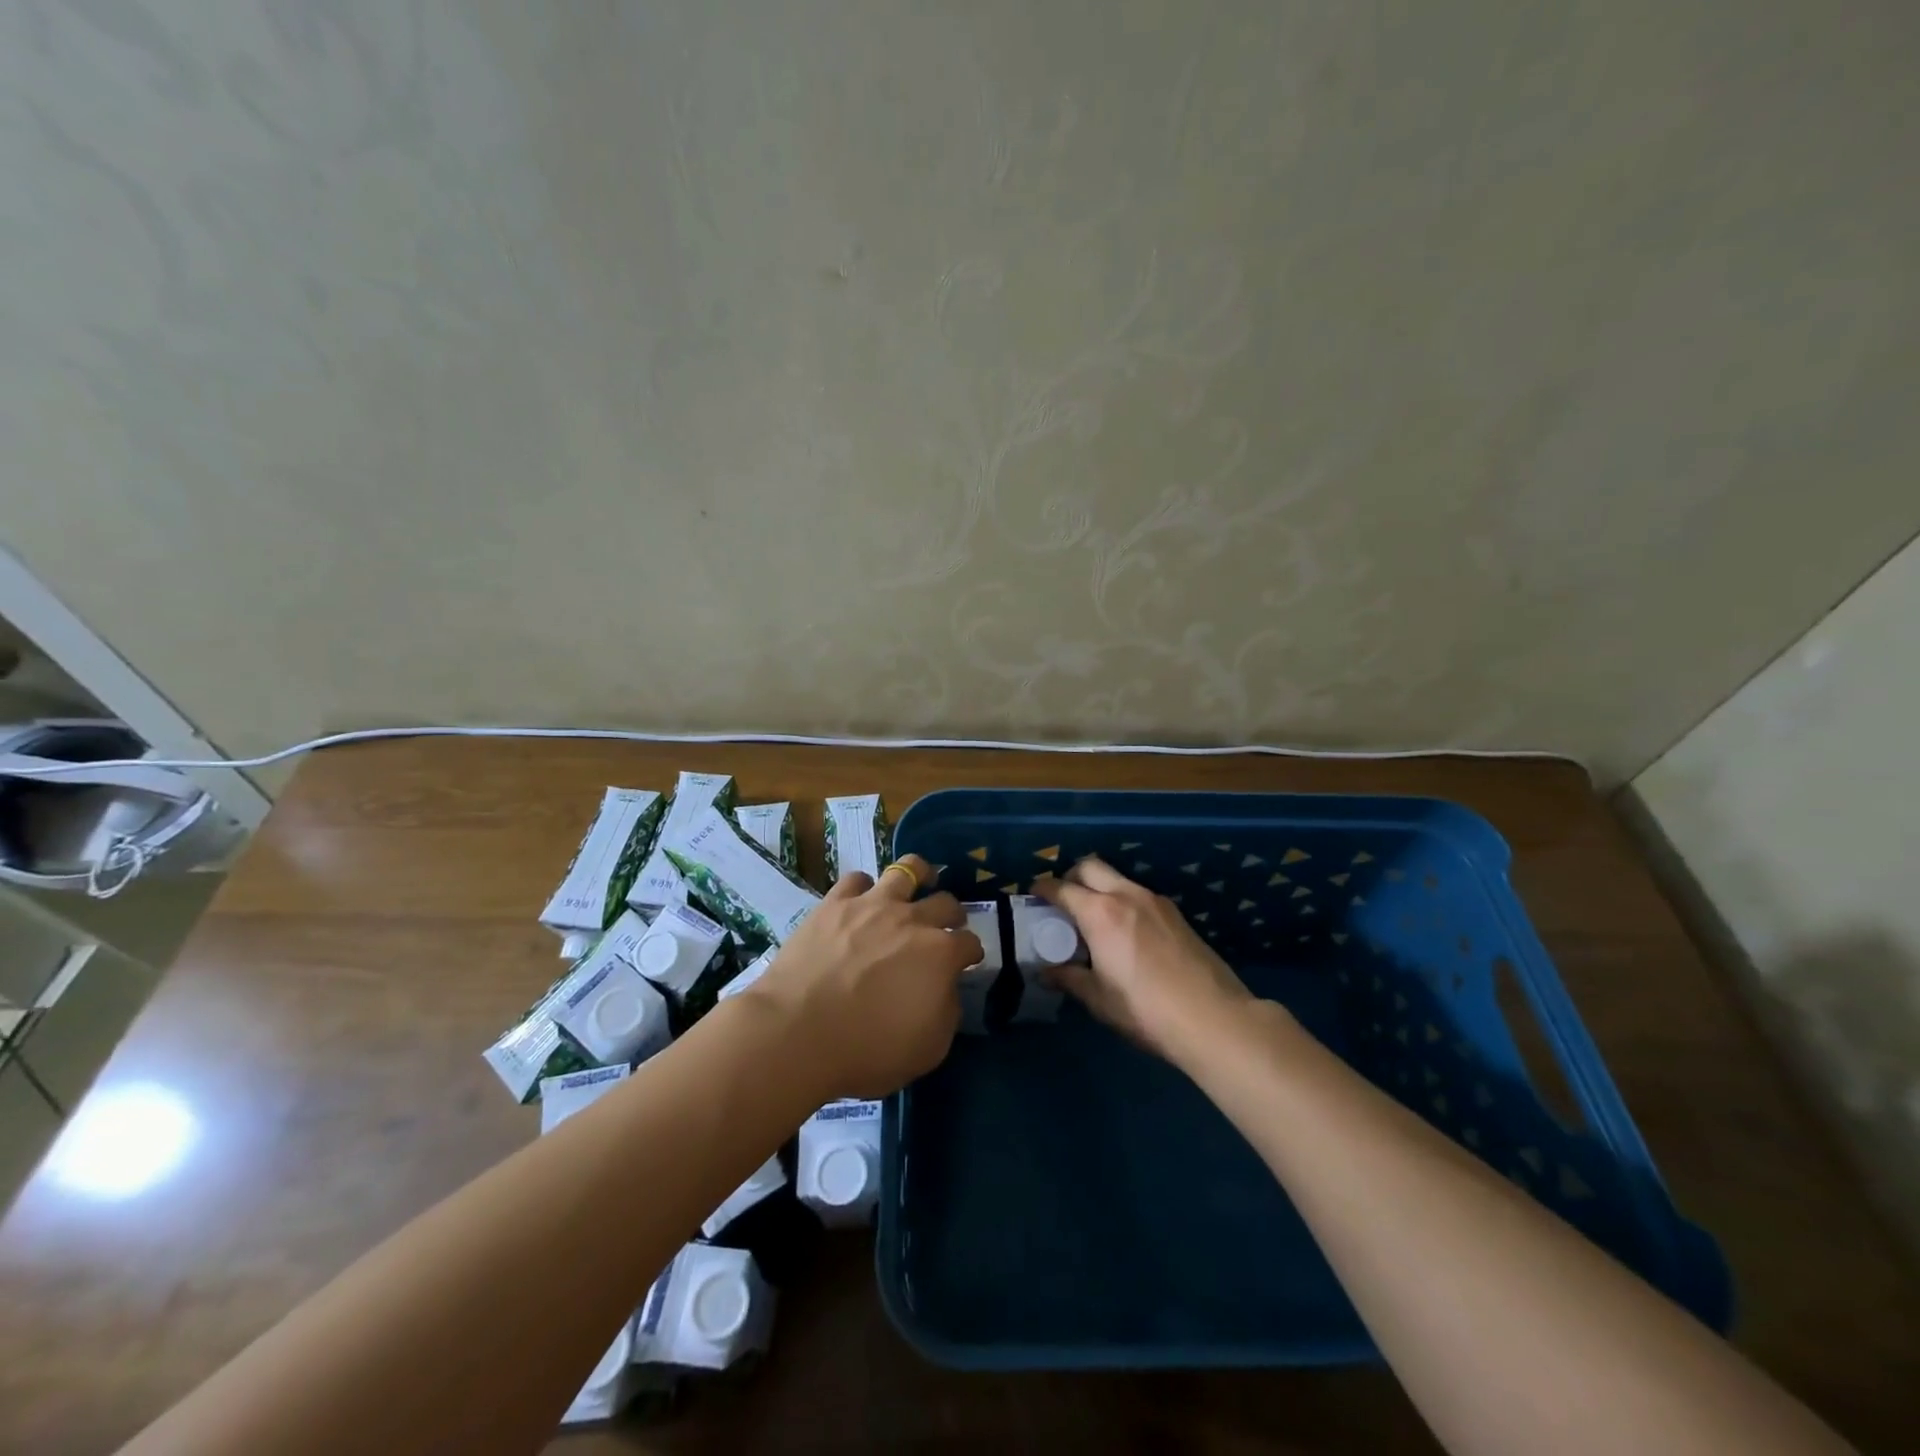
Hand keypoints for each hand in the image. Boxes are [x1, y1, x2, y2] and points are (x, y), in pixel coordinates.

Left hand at [743, 854, 982, 1098]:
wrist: (797, 1032)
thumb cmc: (866, 1050)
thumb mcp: (928, 1049)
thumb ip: (947, 1012)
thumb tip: (946, 989)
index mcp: (940, 954)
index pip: (969, 943)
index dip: (971, 953)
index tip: (966, 962)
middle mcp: (912, 920)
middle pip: (945, 903)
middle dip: (952, 914)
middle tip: (946, 925)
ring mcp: (872, 905)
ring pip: (907, 869)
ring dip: (919, 875)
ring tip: (918, 882)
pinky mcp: (835, 903)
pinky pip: (857, 879)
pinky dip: (864, 888)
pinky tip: (862, 900)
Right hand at [1033, 855, 1255, 1065]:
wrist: (1213, 1018)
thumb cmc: (1145, 1010)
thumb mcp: (1099, 999)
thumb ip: (1068, 978)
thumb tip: (1045, 972)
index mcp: (1100, 913)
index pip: (1061, 888)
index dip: (1042, 889)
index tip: (1032, 895)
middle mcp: (1126, 895)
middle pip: (1090, 866)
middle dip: (1070, 876)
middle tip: (1063, 901)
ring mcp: (1155, 900)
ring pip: (1117, 878)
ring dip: (1099, 887)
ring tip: (1094, 919)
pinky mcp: (1176, 913)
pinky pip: (1138, 893)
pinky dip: (1122, 900)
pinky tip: (1125, 931)